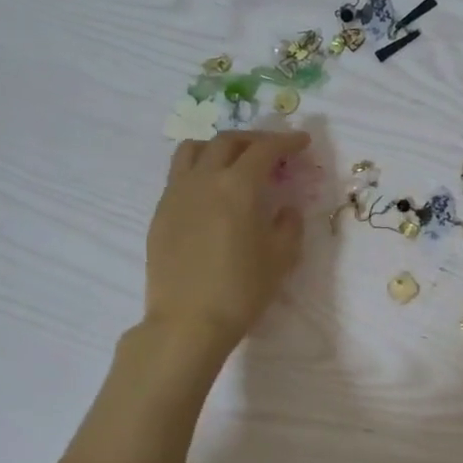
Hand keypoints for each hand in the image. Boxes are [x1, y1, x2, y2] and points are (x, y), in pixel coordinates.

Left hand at [145, 129, 309, 352]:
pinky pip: (179, 175)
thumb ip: (289, 225)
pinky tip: (211, 192)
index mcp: (237, 187)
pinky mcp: (160, 213)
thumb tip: (286, 209)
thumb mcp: (281, 258)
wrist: (188, 322)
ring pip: (193, 150)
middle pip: (227, 141)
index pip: (264, 150)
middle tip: (273, 150)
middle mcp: (203, 180)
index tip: (302, 142)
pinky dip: (199, 169)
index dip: (286, 141)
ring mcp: (176, 194)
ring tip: (234, 161)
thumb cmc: (241, 290)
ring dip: (219, 147)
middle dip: (254, 140)